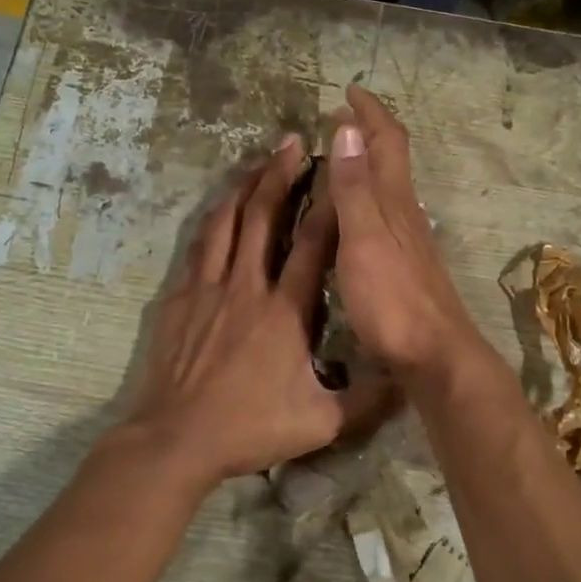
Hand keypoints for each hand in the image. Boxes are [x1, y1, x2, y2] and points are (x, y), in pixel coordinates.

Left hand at [122, 137, 392, 484]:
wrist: (176, 439)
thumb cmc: (249, 427)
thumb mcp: (320, 423)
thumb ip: (366, 401)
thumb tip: (404, 382)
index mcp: (285, 311)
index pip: (313, 245)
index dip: (328, 203)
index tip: (337, 169)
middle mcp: (247, 287)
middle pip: (264, 216)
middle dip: (280, 175)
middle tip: (293, 142)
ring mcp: (209, 288)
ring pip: (227, 222)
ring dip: (244, 187)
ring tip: (259, 161)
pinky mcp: (181, 298)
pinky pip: (199, 246)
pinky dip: (213, 220)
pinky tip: (219, 209)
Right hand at [328, 85, 483, 382]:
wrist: (434, 355)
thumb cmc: (393, 298)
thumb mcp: (364, 238)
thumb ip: (354, 187)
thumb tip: (350, 127)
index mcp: (394, 200)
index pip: (387, 141)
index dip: (371, 112)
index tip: (351, 91)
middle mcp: (405, 212)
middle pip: (391, 159)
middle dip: (369, 132)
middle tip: (341, 118)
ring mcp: (408, 240)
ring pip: (388, 187)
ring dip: (367, 163)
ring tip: (340, 157)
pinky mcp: (404, 265)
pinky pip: (383, 213)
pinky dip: (365, 196)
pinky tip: (353, 214)